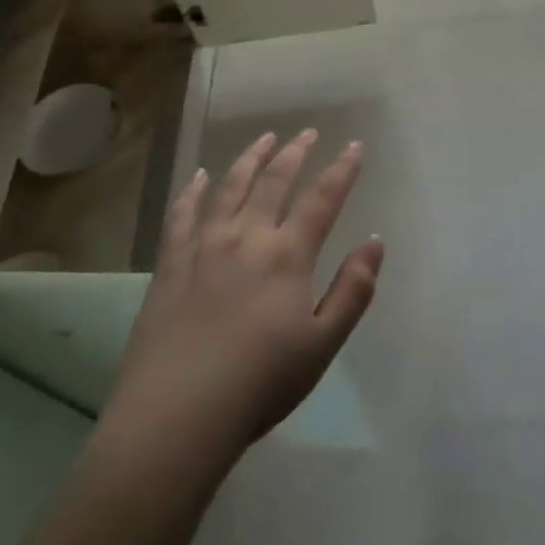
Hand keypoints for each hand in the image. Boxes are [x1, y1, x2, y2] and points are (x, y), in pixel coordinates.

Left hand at [108, 129, 382, 465]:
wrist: (179, 412)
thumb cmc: (260, 383)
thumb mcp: (322, 344)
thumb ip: (352, 290)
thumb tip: (374, 242)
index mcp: (287, 256)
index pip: (322, 199)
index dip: (342, 170)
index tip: (354, 146)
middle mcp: (247, 237)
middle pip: (274, 181)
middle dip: (295, 153)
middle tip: (306, 133)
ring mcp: (204, 245)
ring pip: (230, 187)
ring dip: (250, 158)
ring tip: (263, 138)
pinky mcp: (170, 262)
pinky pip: (182, 214)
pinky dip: (193, 190)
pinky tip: (200, 177)